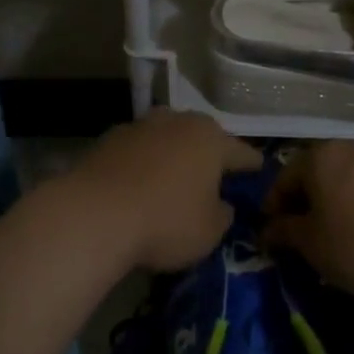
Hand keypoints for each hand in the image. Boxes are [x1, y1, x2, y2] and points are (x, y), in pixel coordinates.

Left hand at [59, 110, 261, 272]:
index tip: (259, 171)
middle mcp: (178, 121)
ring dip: (173, 153)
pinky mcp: (109, 138)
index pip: (242, 152)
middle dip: (210, 153)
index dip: (252, 165)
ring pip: (167, 137)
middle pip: (202, 136)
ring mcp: (141, 126)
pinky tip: (139, 182)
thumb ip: (222, 215)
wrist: (94, 214)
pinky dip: (143, 162)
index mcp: (211, 139)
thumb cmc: (165, 221)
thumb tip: (221, 204)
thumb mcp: (209, 231)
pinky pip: (138, 149)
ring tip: (174, 175)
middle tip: (215, 174)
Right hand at [262, 141, 353, 296]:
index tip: (271, 236)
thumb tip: (266, 230)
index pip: (283, 180)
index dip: (273, 209)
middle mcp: (345, 148)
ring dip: (331, 202)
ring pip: (341, 180)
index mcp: (317, 157)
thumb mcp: (311, 244)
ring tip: (332, 233)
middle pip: (313, 175)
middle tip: (299, 234)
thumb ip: (283, 232)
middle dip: (303, 203)